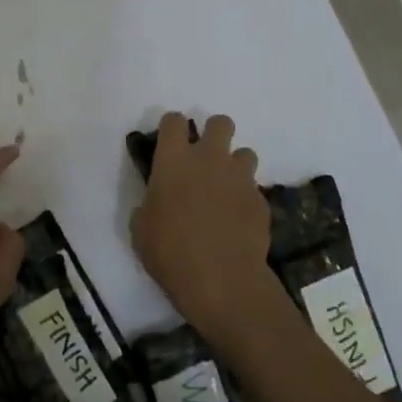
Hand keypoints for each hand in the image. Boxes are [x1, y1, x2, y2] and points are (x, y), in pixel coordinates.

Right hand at [130, 112, 279, 349]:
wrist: (221, 280)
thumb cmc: (169, 252)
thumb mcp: (141, 228)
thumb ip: (149, 204)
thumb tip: (157, 203)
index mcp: (174, 160)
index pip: (173, 121)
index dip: (172, 127)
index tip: (170, 142)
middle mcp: (209, 159)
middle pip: (220, 123)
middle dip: (214, 133)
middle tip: (205, 158)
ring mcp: (240, 178)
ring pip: (245, 153)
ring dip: (235, 165)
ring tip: (226, 189)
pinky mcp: (261, 201)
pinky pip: (254, 189)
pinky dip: (246, 198)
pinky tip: (238, 220)